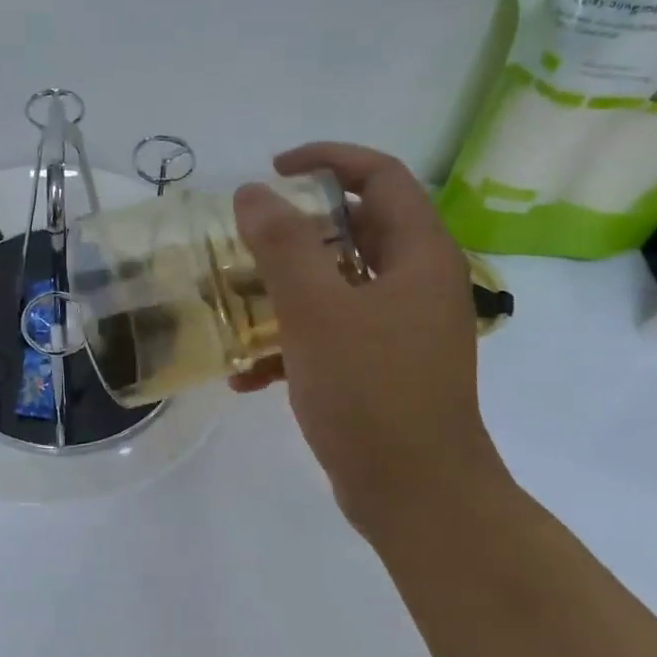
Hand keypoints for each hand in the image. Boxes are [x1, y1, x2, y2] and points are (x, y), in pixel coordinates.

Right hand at [231, 143, 507, 531]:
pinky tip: (247, 376)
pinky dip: (293, 342)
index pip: (381, 176)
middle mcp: (418, 284)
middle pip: (357, 229)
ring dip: (286, 287)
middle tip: (246, 238)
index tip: (273, 172)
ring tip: (237, 301)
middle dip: (296, 229)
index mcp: (419, 256)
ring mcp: (402, 330)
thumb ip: (282, 245)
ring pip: (339, 284)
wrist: (417, 497)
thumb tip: (252, 192)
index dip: (328, 159)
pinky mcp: (384, 369)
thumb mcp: (317, 311)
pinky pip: (334, 334)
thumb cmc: (371, 392)